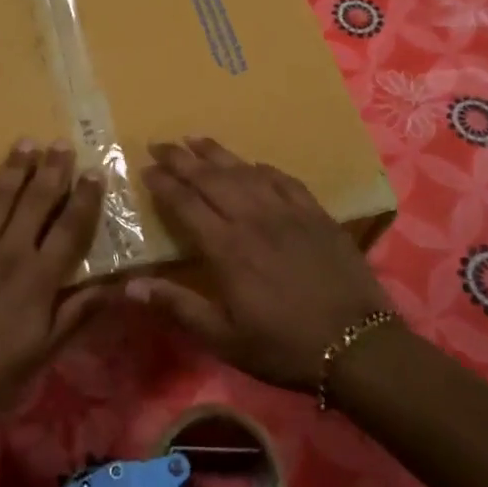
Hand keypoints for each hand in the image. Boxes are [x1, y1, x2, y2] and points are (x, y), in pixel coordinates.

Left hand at [0, 139, 109, 429]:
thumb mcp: (44, 354)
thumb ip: (78, 315)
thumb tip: (117, 286)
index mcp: (38, 279)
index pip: (70, 228)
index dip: (85, 198)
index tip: (95, 172)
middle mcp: (7, 254)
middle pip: (35, 202)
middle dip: (51, 170)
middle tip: (61, 144)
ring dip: (12, 168)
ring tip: (24, 143)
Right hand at [130, 137, 391, 390]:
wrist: (357, 345)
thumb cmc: (283, 347)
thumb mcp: (224, 338)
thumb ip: (178, 306)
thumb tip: (130, 285)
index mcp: (227, 249)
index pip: (187, 204)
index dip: (164, 184)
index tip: (146, 168)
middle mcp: (254, 220)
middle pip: (211, 179)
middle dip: (182, 159)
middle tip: (161, 144)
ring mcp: (289, 213)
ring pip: (246, 172)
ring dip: (218, 154)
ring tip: (196, 139)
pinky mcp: (317, 215)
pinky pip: (284, 180)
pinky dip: (263, 168)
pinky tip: (253, 164)